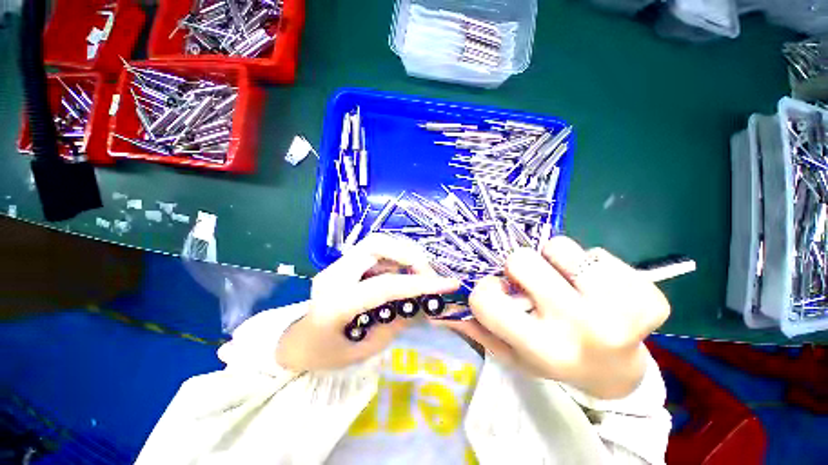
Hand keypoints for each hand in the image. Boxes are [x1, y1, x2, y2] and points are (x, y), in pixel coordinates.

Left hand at [277, 233, 460, 370]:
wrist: (298, 343)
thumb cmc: (329, 355)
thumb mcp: (368, 349)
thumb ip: (397, 322)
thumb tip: (423, 301)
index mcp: (335, 304)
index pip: (384, 286)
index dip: (420, 284)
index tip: (449, 284)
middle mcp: (333, 276)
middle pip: (376, 244)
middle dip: (408, 254)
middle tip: (427, 273)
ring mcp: (336, 265)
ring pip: (376, 242)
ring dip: (403, 253)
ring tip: (418, 272)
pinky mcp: (342, 263)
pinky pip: (374, 251)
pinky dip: (394, 257)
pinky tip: (402, 272)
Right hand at [439, 237, 669, 398]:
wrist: (616, 374)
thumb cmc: (554, 360)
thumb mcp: (511, 353)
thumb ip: (478, 328)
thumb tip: (440, 310)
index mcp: (541, 347)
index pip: (486, 298)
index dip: (485, 289)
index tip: (499, 293)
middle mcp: (580, 329)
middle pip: (520, 259)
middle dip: (518, 269)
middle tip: (532, 284)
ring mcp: (621, 311)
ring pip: (558, 246)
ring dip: (553, 261)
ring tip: (565, 284)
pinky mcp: (650, 296)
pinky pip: (596, 251)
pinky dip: (588, 264)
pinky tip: (596, 289)